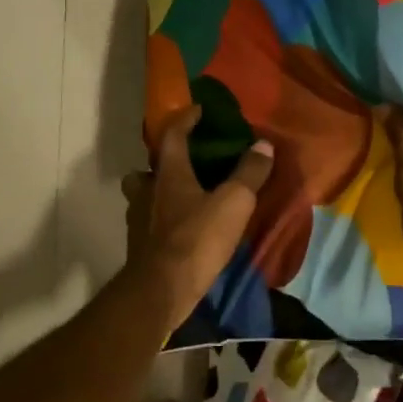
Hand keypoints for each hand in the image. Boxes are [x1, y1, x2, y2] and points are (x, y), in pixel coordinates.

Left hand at [121, 106, 273, 327]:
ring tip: (186, 199)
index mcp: (168, 174)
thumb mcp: (234, 203)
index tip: (197, 111)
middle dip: (163, 162)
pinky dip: (163, 220)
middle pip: (148, 168)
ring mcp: (139, 220)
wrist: (161, 290)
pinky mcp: (140, 246)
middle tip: (186, 164)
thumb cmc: (197, 239)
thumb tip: (263, 144)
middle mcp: (148, 191)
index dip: (184, 119)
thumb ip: (249, 173)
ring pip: (145, 196)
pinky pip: (150, 222)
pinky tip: (183, 230)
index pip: (171, 135)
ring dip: (160, 192)